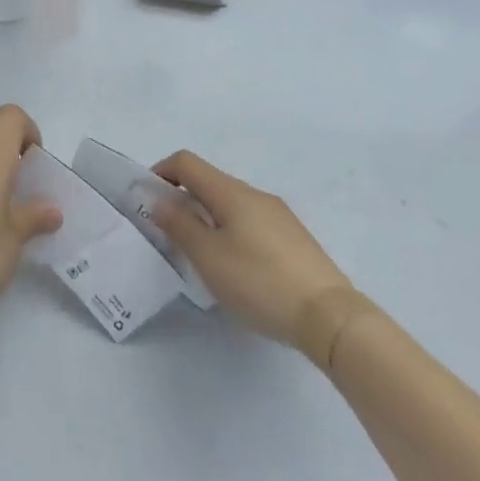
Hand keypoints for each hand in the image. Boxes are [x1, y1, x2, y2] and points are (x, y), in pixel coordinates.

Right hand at [150, 150, 353, 356]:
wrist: (331, 317)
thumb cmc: (260, 282)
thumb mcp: (209, 257)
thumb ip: (180, 225)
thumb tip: (160, 200)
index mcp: (231, 192)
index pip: (187, 162)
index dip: (161, 172)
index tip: (148, 200)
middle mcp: (255, 194)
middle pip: (209, 182)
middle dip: (184, 200)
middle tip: (171, 236)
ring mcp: (279, 216)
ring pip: (231, 205)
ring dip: (208, 219)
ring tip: (204, 258)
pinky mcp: (294, 239)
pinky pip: (251, 223)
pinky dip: (232, 232)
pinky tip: (238, 270)